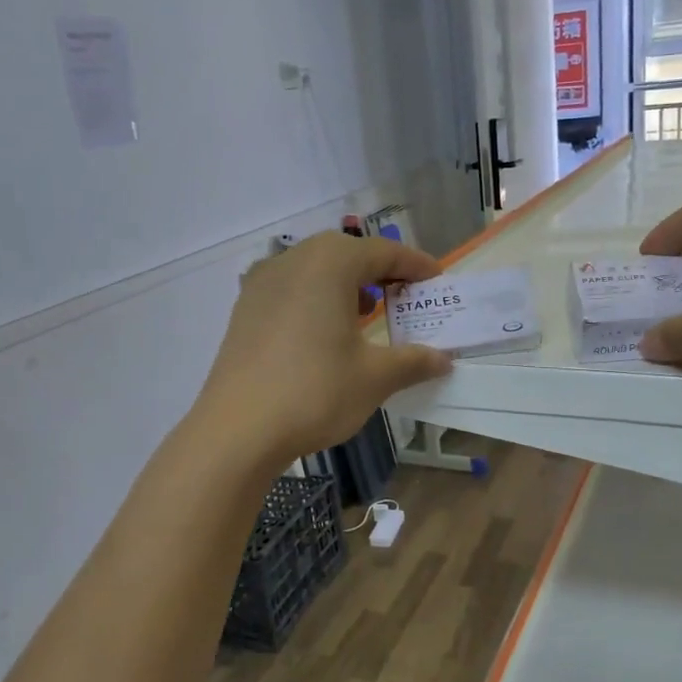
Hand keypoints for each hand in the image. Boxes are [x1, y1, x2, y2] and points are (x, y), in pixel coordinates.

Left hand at [194, 232, 452, 469]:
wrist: (238, 429)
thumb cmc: (315, 392)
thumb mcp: (375, 377)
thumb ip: (413, 361)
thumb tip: (443, 359)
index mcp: (329, 264)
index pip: (382, 252)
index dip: (414, 264)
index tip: (436, 279)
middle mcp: (292, 261)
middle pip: (345, 253)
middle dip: (379, 271)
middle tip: (404, 295)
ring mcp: (262, 283)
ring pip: (314, 269)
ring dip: (346, 283)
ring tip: (367, 312)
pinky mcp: (244, 310)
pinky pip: (290, 289)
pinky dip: (316, 298)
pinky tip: (324, 331)